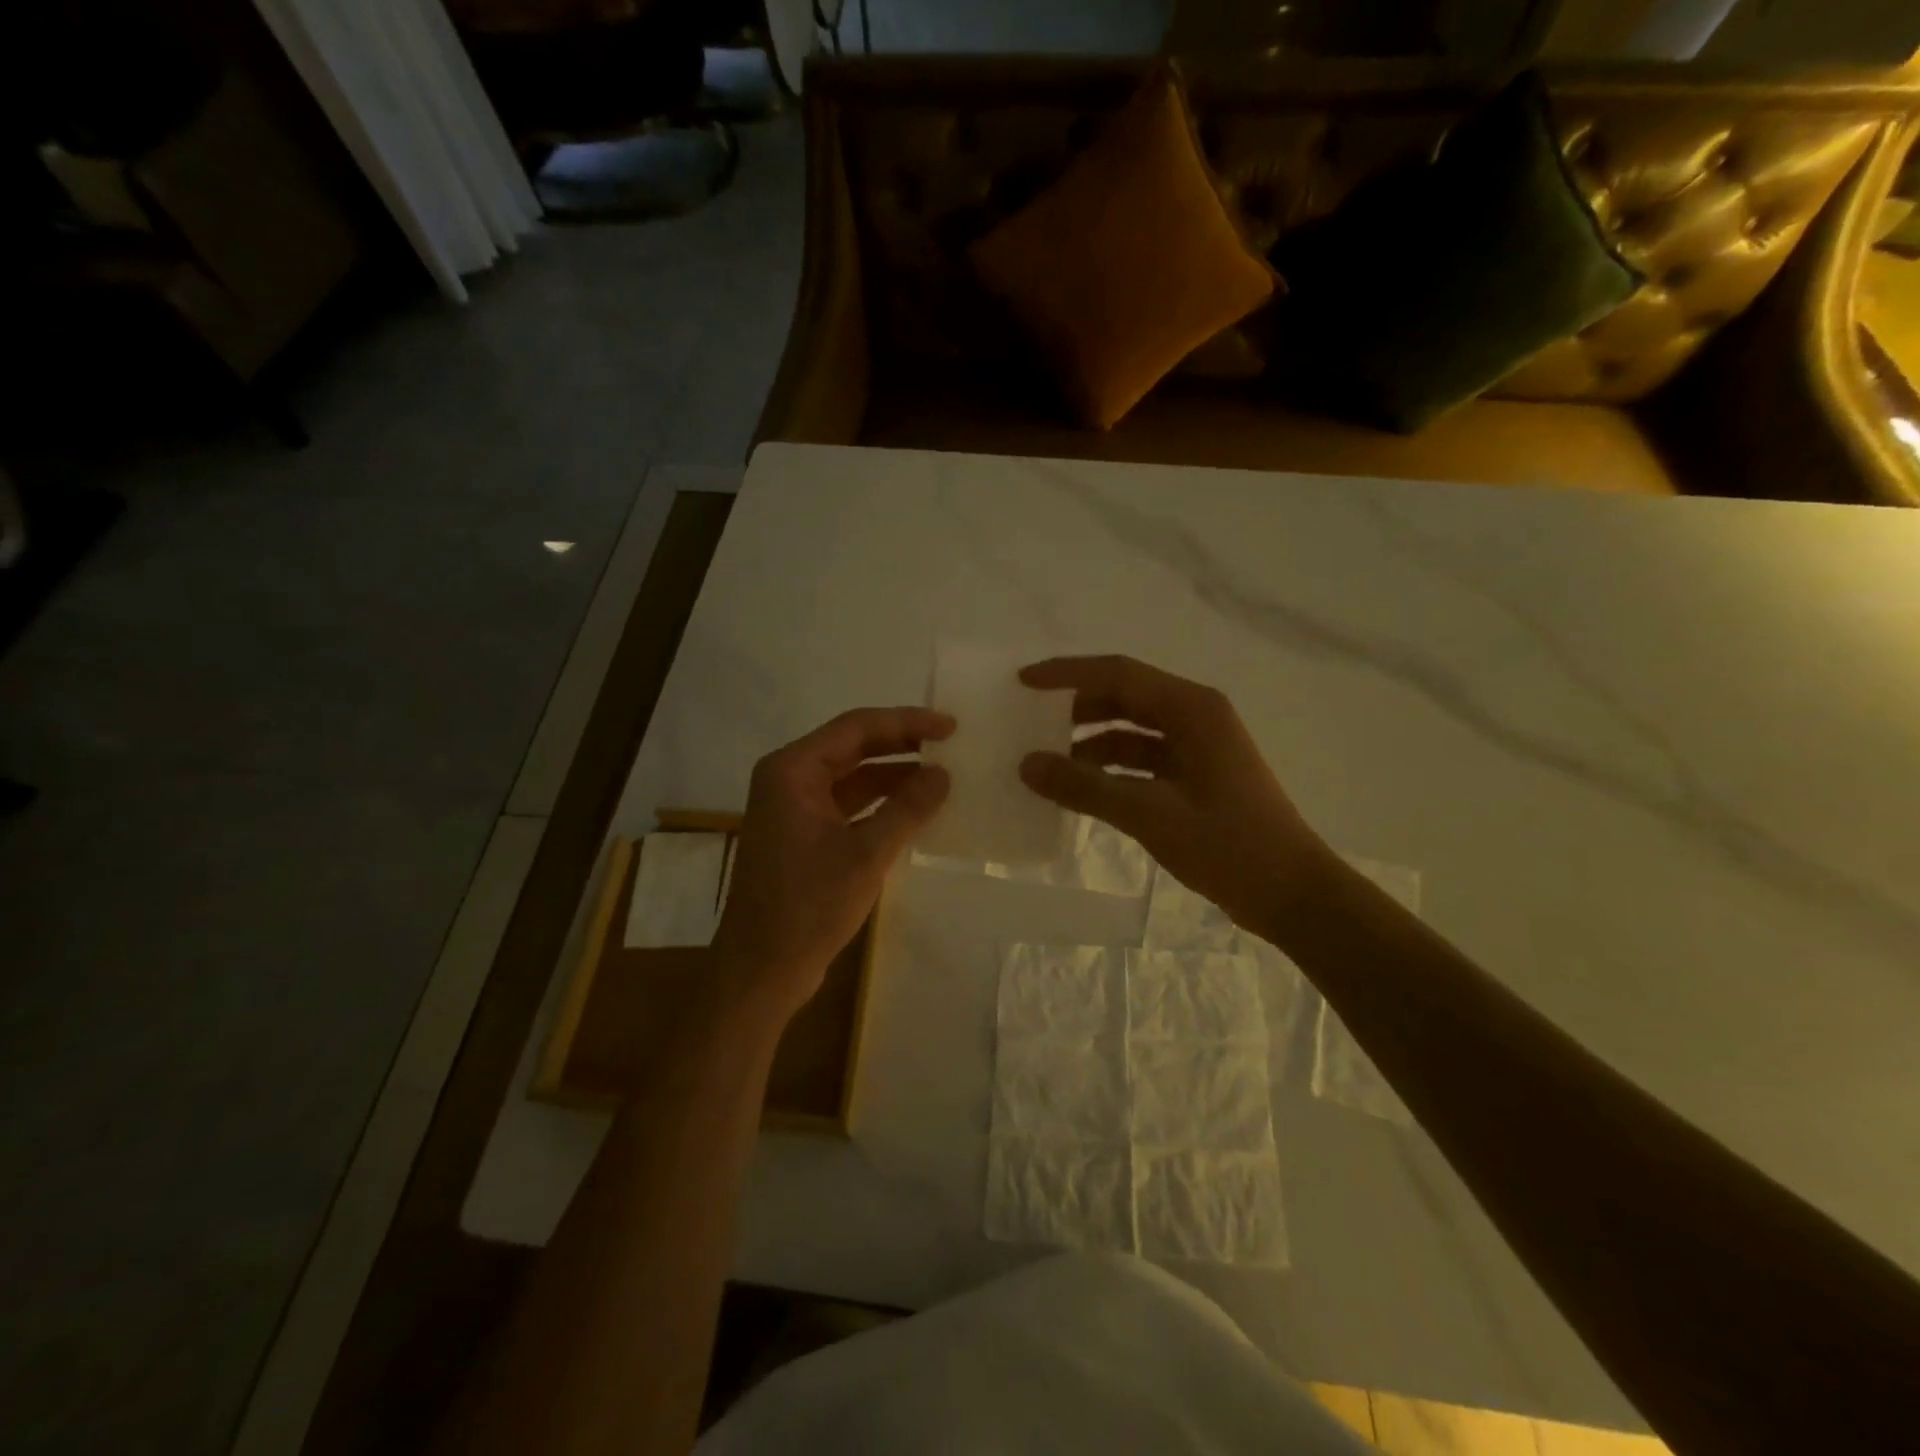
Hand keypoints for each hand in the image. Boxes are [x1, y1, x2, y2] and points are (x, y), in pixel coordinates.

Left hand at [713, 707, 952, 1018]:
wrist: (762, 971)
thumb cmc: (808, 906)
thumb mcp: (866, 854)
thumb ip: (908, 808)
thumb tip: (943, 774)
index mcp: (792, 770)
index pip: (856, 728)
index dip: (906, 723)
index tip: (950, 726)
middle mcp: (789, 779)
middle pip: (853, 747)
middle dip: (902, 745)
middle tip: (950, 744)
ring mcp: (794, 809)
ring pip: (853, 777)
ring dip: (894, 775)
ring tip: (942, 775)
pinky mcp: (803, 836)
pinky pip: (848, 805)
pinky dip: (881, 804)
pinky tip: (916, 809)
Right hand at [1018, 656, 1334, 937]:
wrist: (1292, 895)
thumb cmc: (1229, 846)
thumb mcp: (1150, 814)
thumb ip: (1085, 787)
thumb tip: (1027, 765)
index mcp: (1192, 709)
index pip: (1117, 673)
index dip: (1067, 674)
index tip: (1022, 682)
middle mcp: (1194, 717)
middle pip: (1122, 697)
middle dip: (1074, 708)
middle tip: (1026, 723)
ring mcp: (1195, 748)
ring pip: (1129, 731)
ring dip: (1088, 743)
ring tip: (1043, 762)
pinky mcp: (1193, 778)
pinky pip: (1139, 761)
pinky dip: (1107, 771)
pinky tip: (1077, 790)